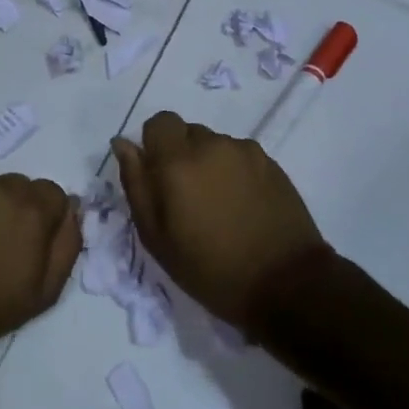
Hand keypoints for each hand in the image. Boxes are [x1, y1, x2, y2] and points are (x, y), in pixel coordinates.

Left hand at [0, 173, 80, 354]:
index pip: (54, 194)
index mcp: (32, 210)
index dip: (47, 218)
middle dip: (19, 208)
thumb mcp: (46, 291)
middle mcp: (1, 187)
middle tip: (3, 241)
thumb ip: (68, 243)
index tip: (32, 241)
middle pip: (22, 187)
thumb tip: (73, 209)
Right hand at [112, 112, 327, 336]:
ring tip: (219, 205)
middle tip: (188, 198)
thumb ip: (136, 184)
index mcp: (178, 161)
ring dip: (209, 164)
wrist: (285, 285)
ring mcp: (246, 152)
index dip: (154, 145)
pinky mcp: (272, 164)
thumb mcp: (156, 237)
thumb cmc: (210, 268)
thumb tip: (123, 145)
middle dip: (181, 156)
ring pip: (215, 145)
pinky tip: (242, 206)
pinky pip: (241, 157)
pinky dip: (234, 173)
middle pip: (188, 132)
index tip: (159, 177)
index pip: (159, 123)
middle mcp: (212, 145)